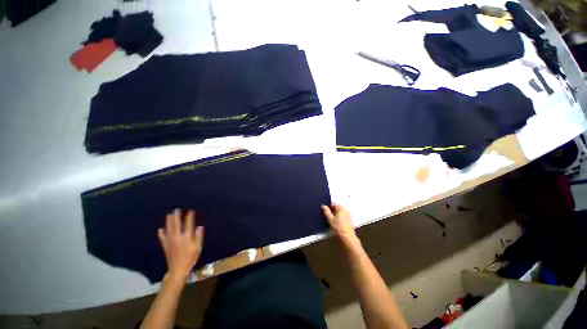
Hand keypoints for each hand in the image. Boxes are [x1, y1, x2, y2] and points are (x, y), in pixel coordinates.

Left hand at [157, 209, 204, 280]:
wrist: (177, 269)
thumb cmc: (190, 258)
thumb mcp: (198, 247)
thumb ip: (198, 237)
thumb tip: (199, 227)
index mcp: (186, 237)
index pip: (188, 224)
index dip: (189, 217)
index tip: (191, 211)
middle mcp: (177, 237)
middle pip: (176, 224)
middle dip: (177, 216)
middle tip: (176, 210)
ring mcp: (170, 241)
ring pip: (169, 229)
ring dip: (169, 221)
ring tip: (169, 215)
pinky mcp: (165, 246)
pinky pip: (162, 238)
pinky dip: (161, 233)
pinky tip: (160, 229)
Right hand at [322, 204, 359, 247]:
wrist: (347, 237)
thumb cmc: (338, 227)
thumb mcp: (330, 219)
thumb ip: (326, 211)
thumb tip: (323, 205)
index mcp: (341, 208)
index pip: (333, 204)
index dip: (328, 206)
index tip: (324, 211)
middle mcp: (345, 209)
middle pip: (337, 208)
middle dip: (331, 210)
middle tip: (326, 215)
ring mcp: (348, 214)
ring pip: (339, 212)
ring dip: (335, 214)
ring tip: (330, 219)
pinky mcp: (349, 219)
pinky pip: (342, 216)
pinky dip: (339, 217)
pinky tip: (336, 222)